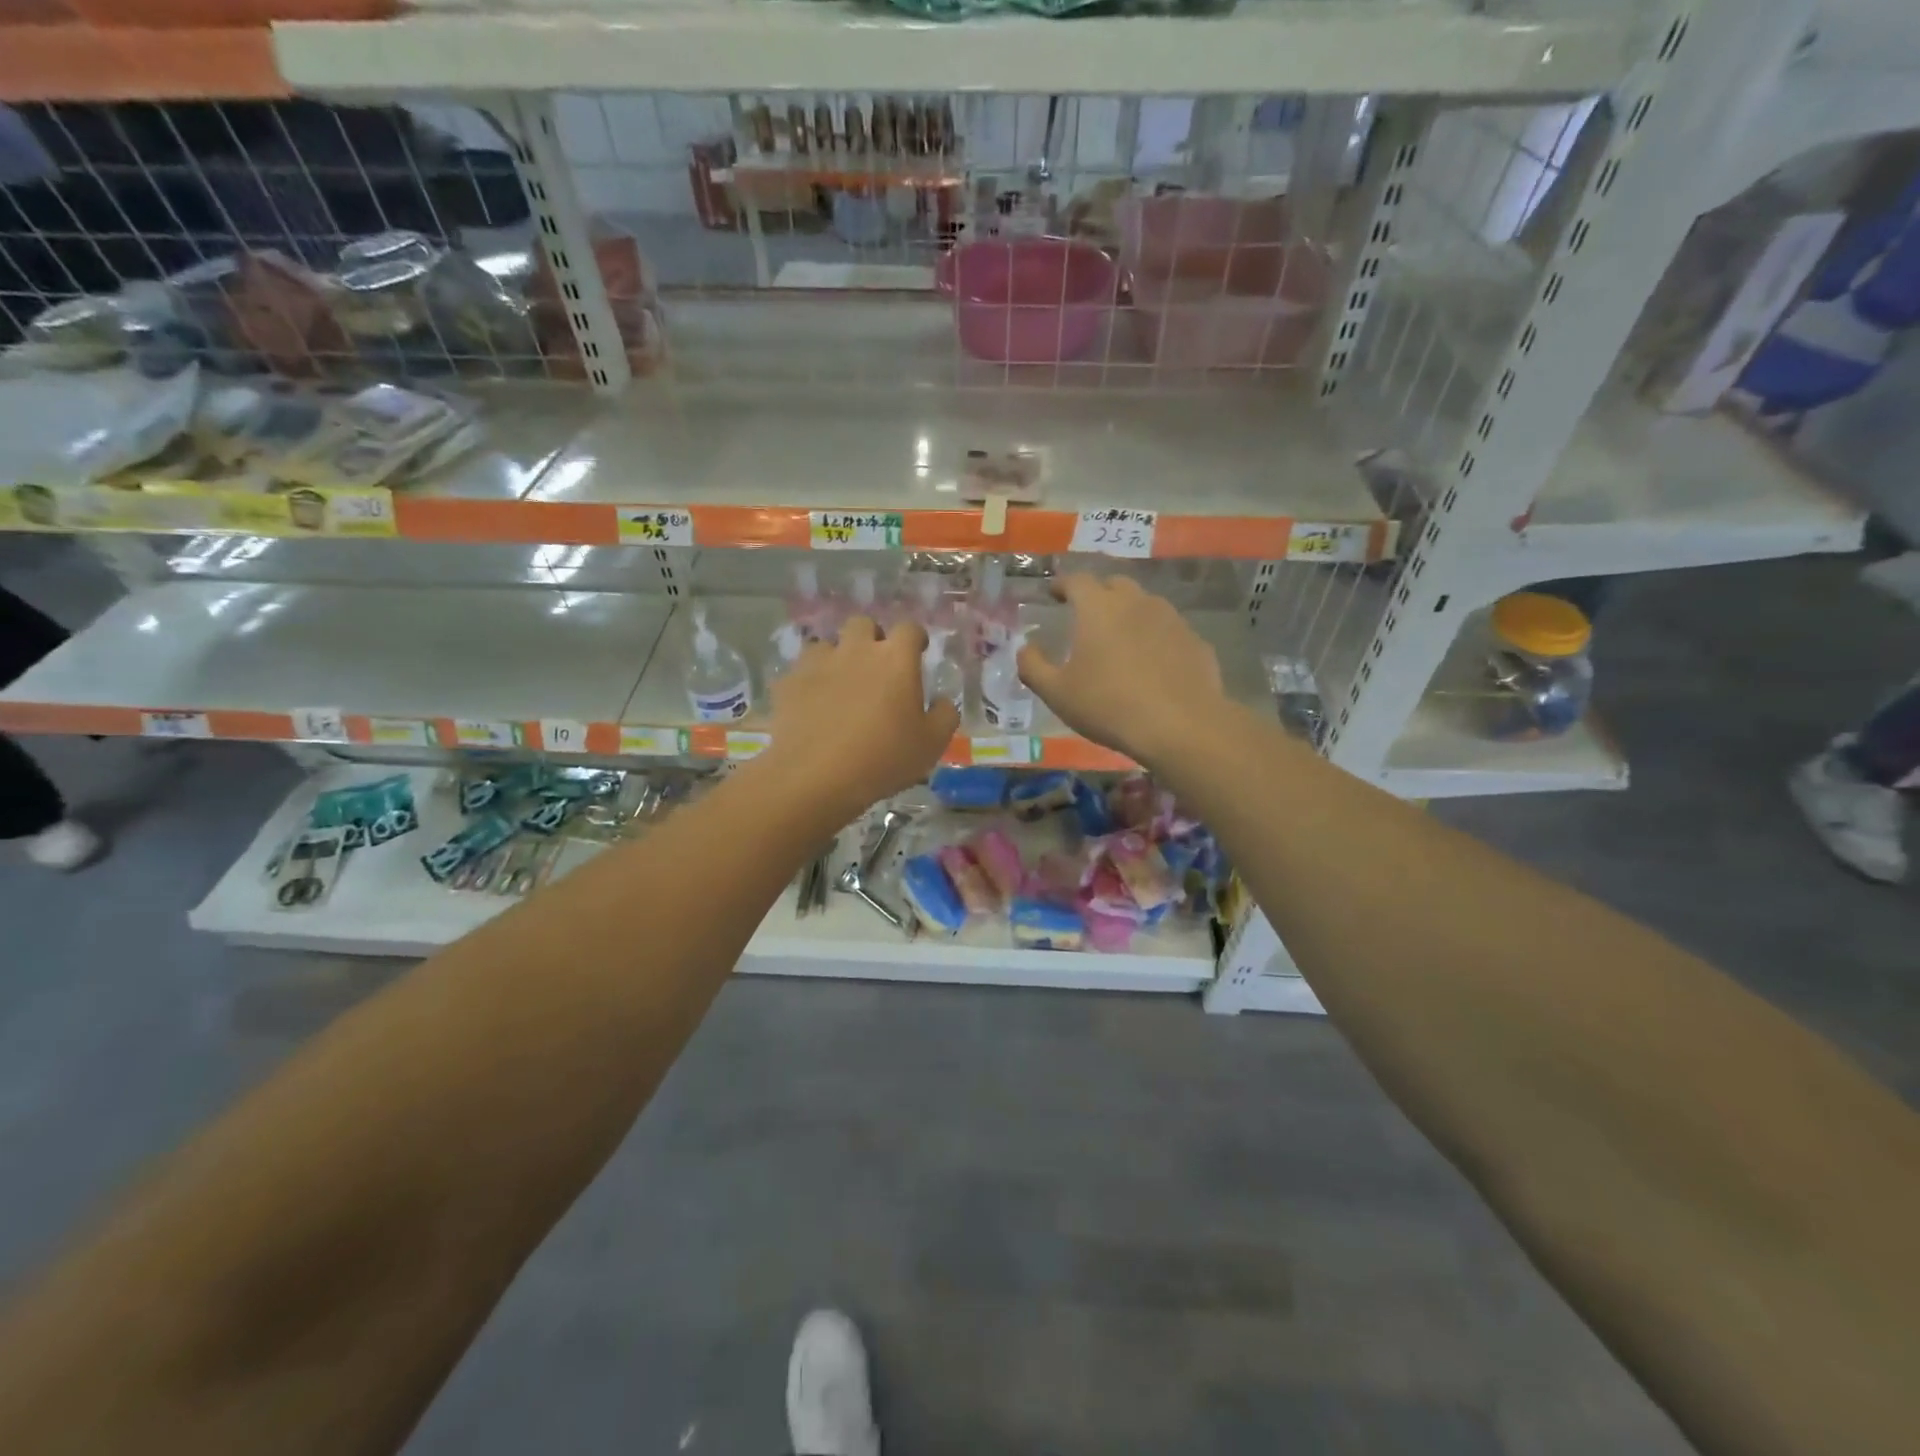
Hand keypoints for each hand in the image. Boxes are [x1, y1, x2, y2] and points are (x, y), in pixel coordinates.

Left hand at [762, 615, 958, 818]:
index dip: (915, 638)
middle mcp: (856, 650)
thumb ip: (944, 716)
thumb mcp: (931, 744)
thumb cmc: (883, 758)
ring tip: (840, 684)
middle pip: (863, 625)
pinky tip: (813, 704)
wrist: (815, 775)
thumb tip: (942, 701)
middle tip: (877, 666)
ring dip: (837, 657)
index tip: (917, 652)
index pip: (909, 629)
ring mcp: (818, 663)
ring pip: (828, 643)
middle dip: (872, 638)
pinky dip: (810, 680)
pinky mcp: (789, 682)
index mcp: (895, 659)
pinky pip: (801, 670)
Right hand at [1017, 575, 1229, 768]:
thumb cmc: (1109, 705)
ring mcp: (1171, 618)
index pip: (1076, 580)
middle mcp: (1136, 601)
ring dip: (1129, 614)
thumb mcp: (1057, 693)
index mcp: (1098, 607)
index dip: (1062, 584)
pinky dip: (1155, 638)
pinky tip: (1152, 663)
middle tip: (1087, 615)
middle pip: (1114, 584)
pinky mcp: (1194, 640)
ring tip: (1120, 639)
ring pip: (1145, 604)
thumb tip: (1024, 648)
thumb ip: (1033, 666)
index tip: (1054, 593)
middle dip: (1098, 594)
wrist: (1181, 726)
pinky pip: (1168, 630)